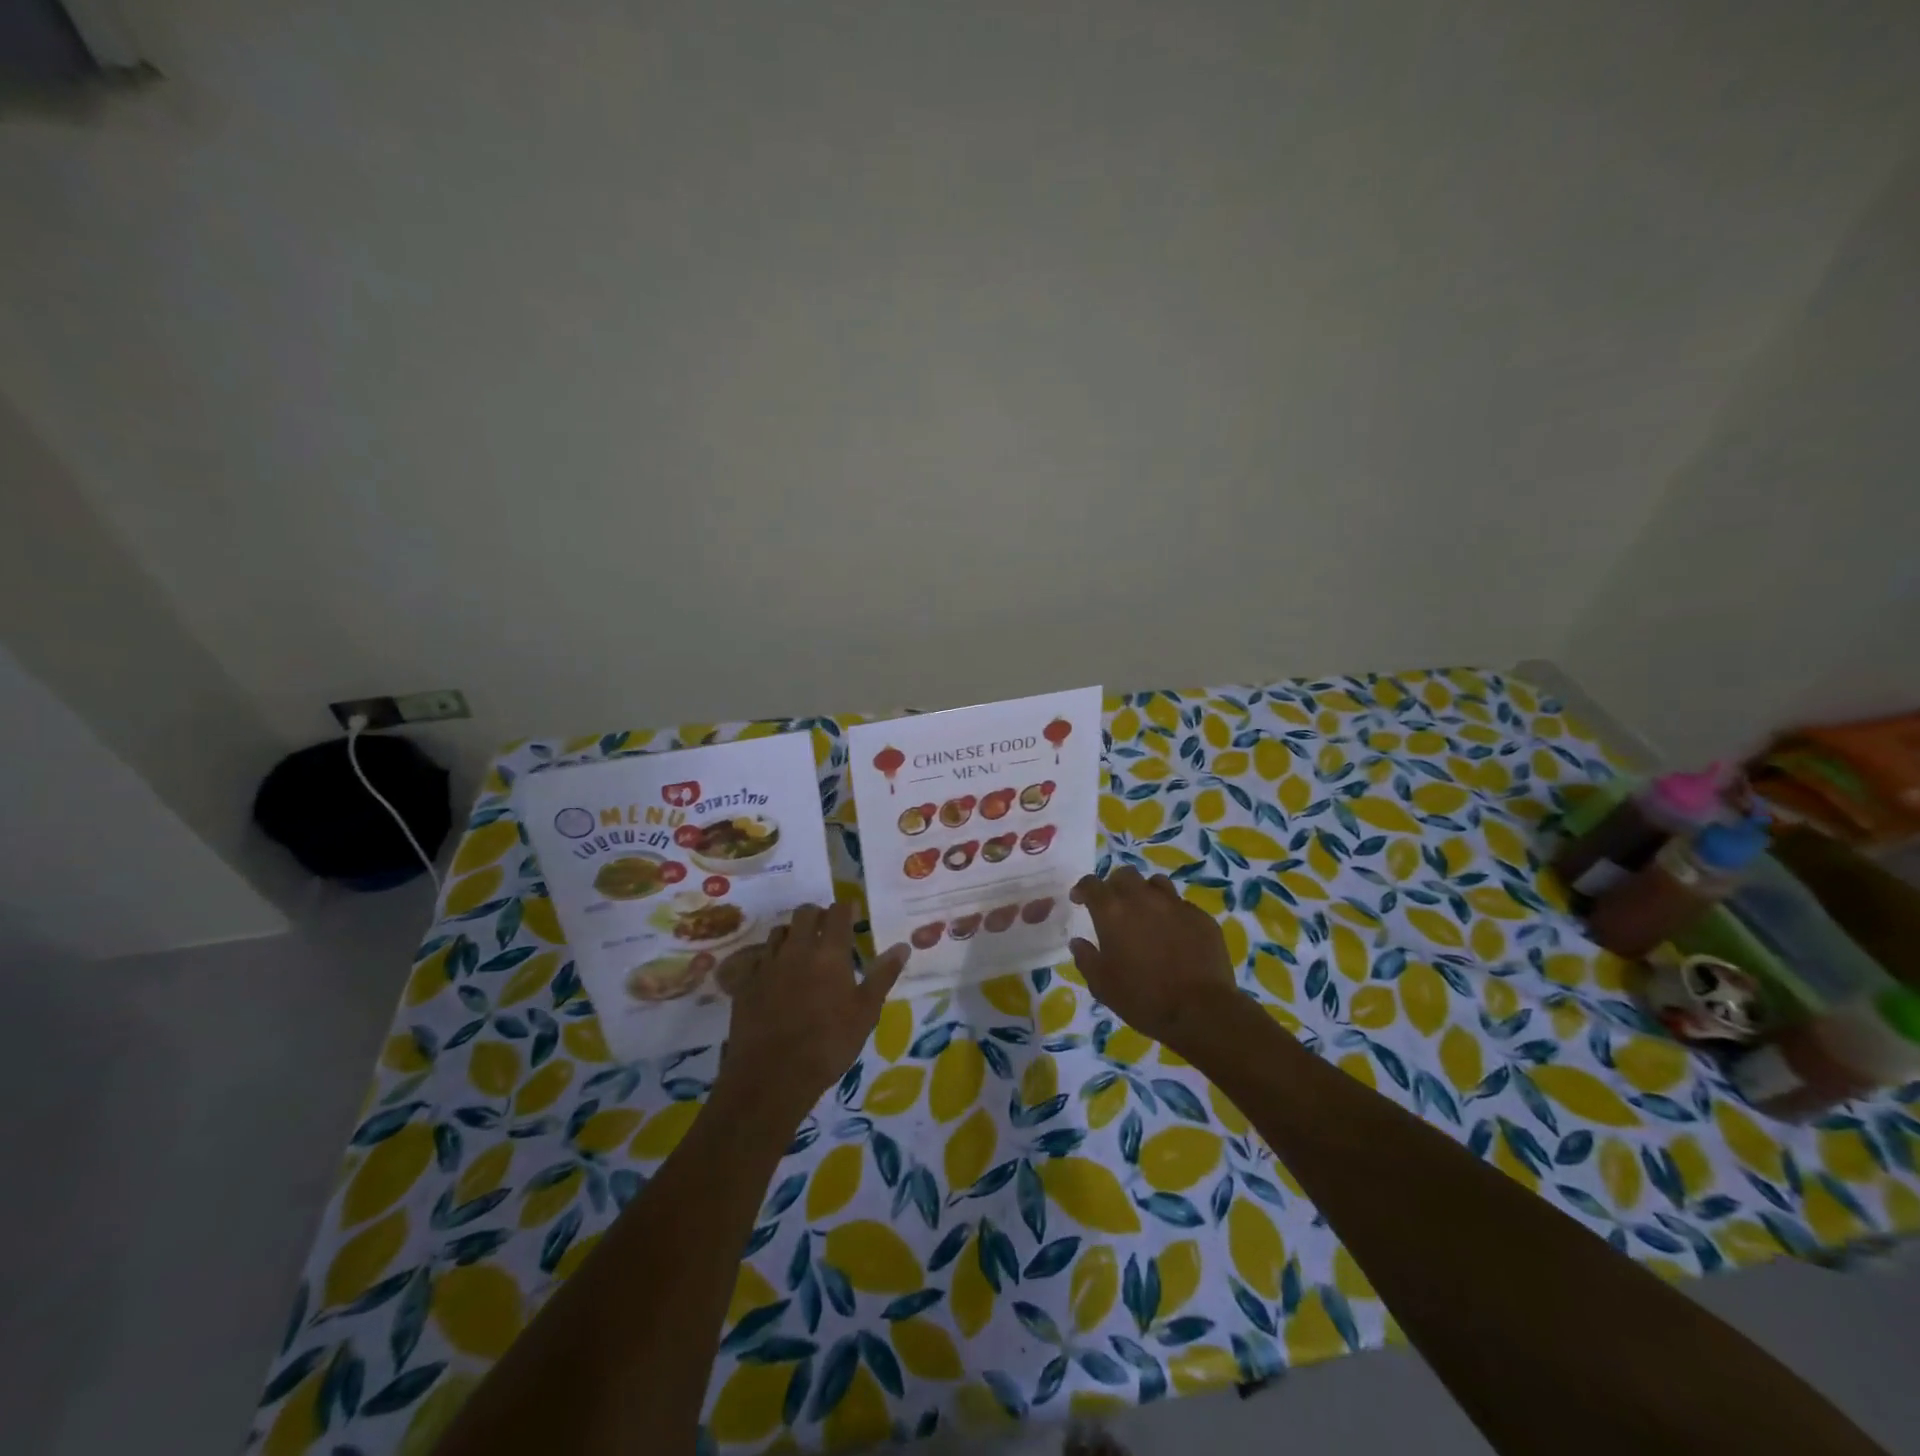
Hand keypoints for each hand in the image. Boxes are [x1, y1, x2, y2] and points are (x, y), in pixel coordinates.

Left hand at [715, 903, 909, 1118]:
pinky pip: (759, 956)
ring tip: (803, 952)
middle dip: (818, 915)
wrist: (772, 1076)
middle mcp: (797, 949)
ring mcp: (768, 964)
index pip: (838, 912)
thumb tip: (903, 946)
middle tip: (829, 932)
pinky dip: (771, 957)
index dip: (846, 909)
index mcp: (829, 953)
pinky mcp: (746, 982)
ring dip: (794, 934)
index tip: (853, 916)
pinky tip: (777, 974)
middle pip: (805, 912)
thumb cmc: (829, 1044)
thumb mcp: (866, 1012)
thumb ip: (883, 975)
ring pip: (780, 931)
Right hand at [1070, 867, 1241, 1055]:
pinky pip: (1181, 905)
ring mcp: (1175, 904)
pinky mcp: (1201, 917)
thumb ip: (1086, 959)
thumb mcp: (1102, 985)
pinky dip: (1172, 913)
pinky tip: (1175, 934)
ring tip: (1146, 914)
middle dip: (1115, 886)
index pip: (1091, 884)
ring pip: (1155, 883)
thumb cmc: (1143, 998)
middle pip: (1125, 875)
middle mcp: (1143, 898)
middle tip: (1114, 907)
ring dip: (1145, 893)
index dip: (1082, 889)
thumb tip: (1078, 942)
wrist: (1200, 1010)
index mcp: (1112, 911)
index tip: (1079, 900)